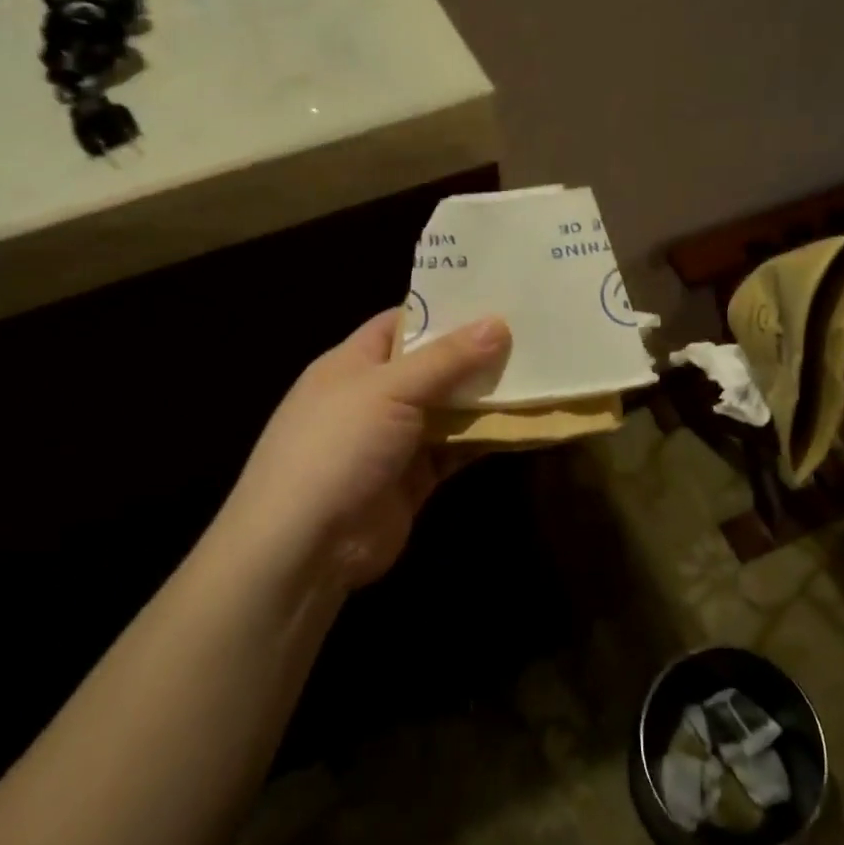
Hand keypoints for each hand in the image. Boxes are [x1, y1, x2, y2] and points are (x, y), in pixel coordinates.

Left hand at [220, 309, 511, 591]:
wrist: (305, 546)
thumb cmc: (338, 447)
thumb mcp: (389, 389)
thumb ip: (446, 359)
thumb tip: (497, 323)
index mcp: (353, 363)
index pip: (401, 323)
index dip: (444, 310)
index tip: (495, 298)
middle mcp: (374, 397)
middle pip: (431, 366)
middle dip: (475, 354)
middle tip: (530, 334)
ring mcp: (394, 440)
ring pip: (448, 409)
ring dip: (486, 397)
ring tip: (538, 374)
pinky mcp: (414, 478)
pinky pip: (455, 449)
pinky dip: (484, 438)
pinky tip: (522, 424)